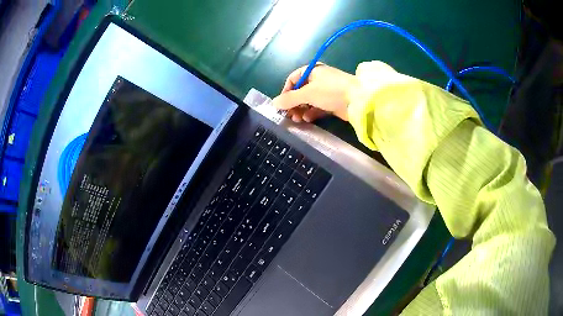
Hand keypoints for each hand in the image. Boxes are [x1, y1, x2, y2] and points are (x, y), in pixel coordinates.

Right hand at [272, 64, 357, 121]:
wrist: (358, 100)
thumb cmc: (331, 91)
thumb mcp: (307, 93)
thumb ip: (290, 99)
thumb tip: (274, 103)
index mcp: (312, 71)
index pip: (293, 79)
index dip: (286, 91)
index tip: (282, 104)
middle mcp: (318, 80)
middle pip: (300, 91)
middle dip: (293, 103)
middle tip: (289, 115)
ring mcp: (326, 92)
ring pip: (308, 101)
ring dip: (301, 110)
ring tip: (298, 120)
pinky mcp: (332, 103)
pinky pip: (317, 107)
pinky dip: (311, 113)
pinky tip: (308, 119)